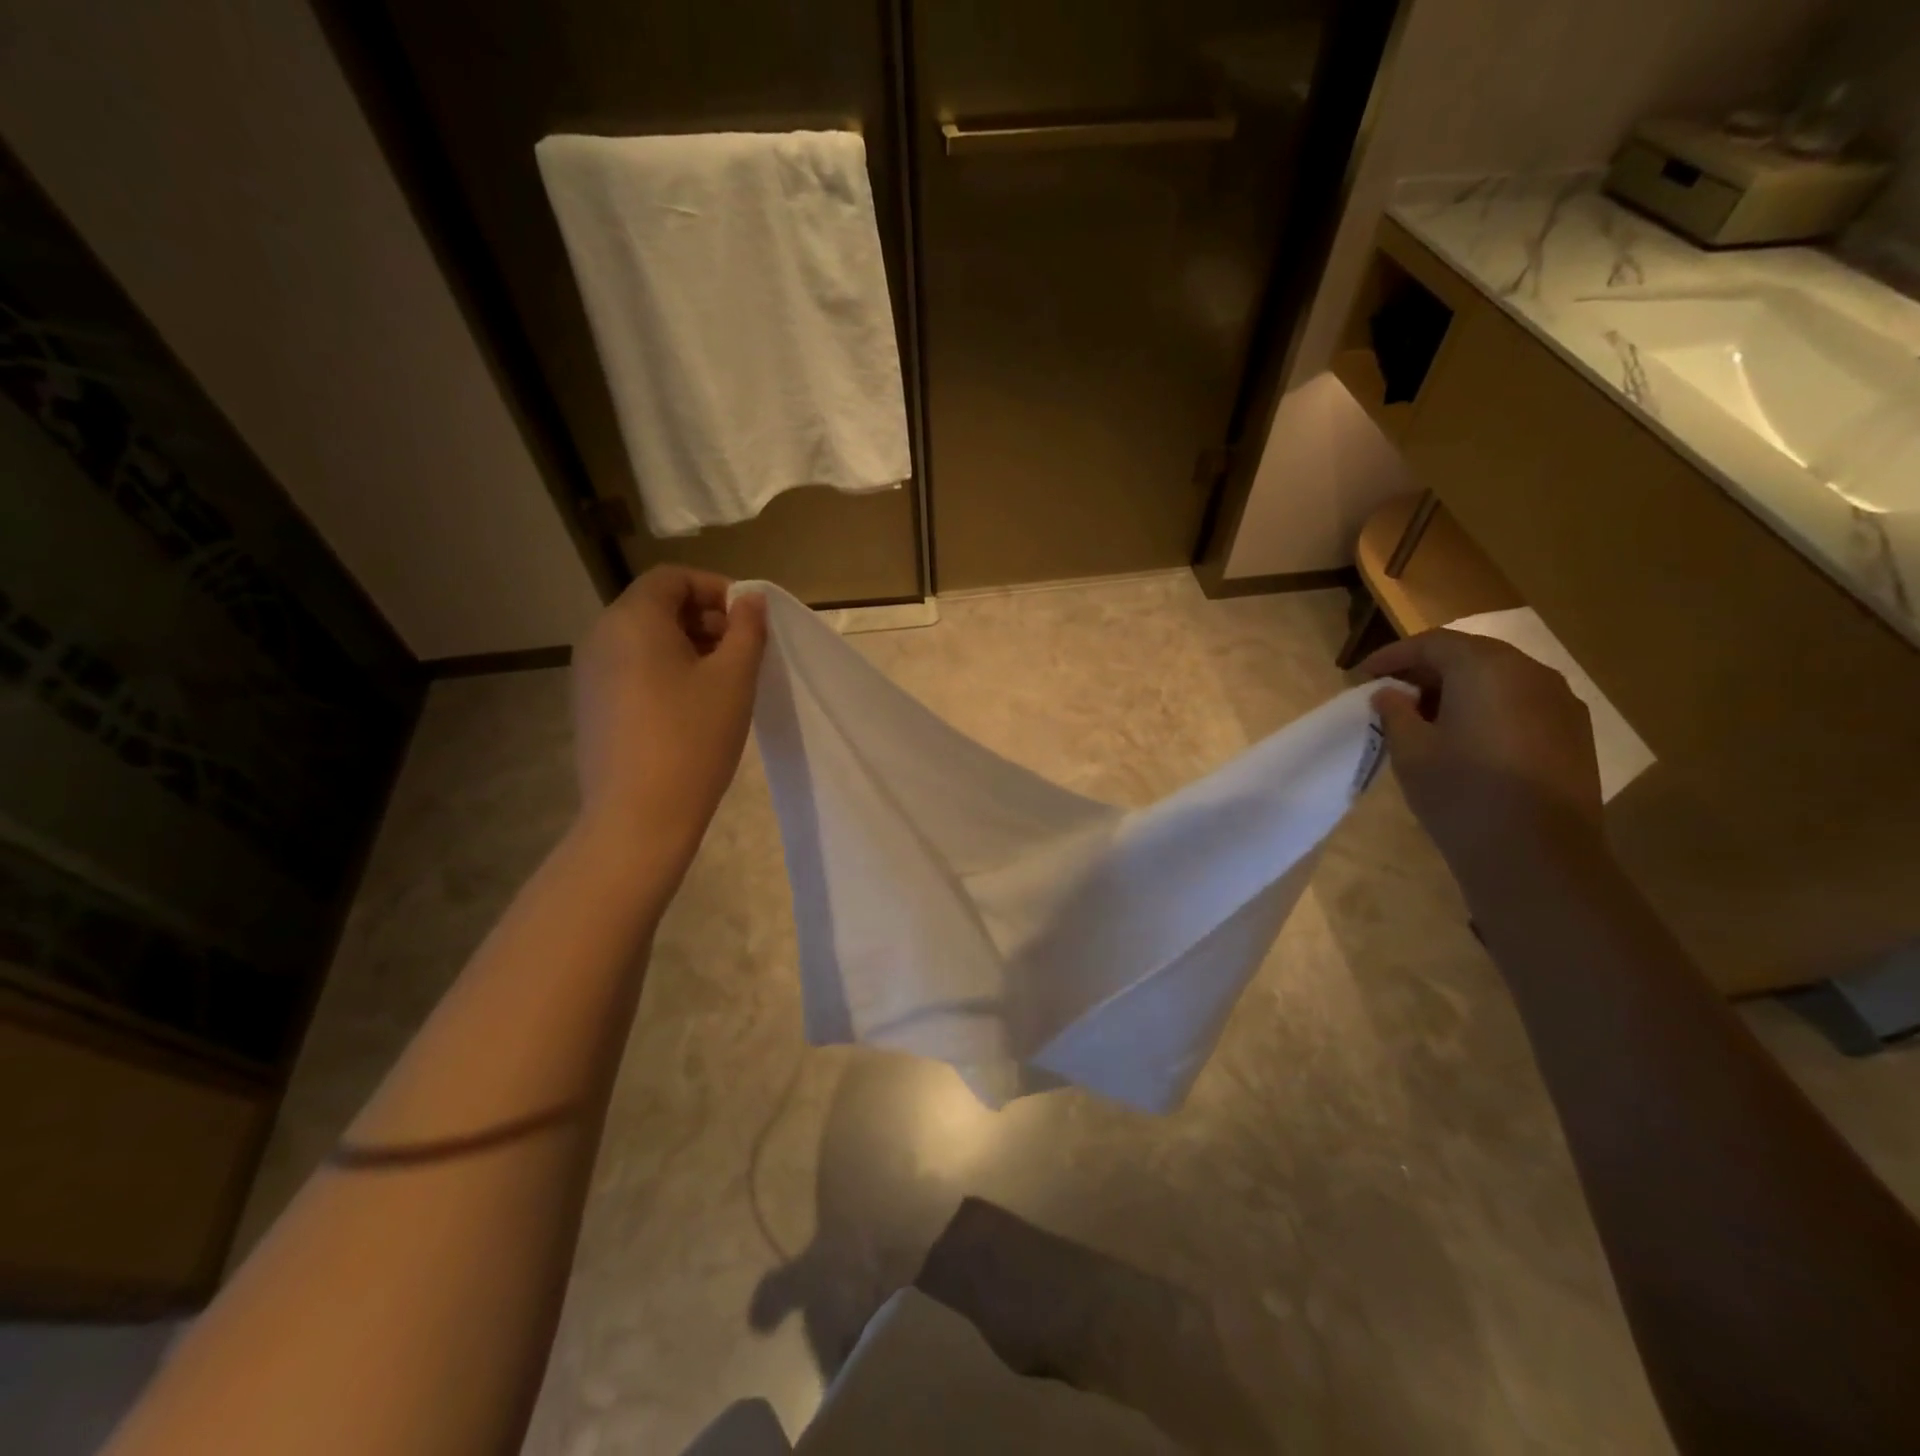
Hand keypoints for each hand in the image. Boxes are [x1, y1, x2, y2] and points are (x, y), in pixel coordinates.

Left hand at [571, 566, 766, 862]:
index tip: (748, 619)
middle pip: (655, 605)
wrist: (638, 816)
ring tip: (722, 681)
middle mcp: (600, 636)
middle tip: (742, 651)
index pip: (671, 577)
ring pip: (643, 639)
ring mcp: (589, 673)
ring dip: (686, 645)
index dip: (715, 588)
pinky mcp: (590, 705)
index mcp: (632, 620)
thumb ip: (747, 629)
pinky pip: (630, 668)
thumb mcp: (734, 679)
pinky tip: (691, 707)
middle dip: (703, 617)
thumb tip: (751, 599)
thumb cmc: (693, 738)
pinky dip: (664, 670)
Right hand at [1361, 629, 1602, 869]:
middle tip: (1392, 695)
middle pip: (1471, 655)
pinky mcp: (1575, 733)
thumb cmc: (1461, 793)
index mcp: (1486, 668)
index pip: (1433, 643)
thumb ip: (1395, 712)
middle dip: (1427, 670)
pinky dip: (1488, 708)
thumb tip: (1391, 695)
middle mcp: (1531, 673)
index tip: (1363, 677)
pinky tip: (1467, 739)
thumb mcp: (1410, 750)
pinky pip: (1522, 704)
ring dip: (1459, 689)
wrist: (1537, 855)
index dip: (1394, 656)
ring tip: (1426, 718)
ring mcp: (1561, 702)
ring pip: (1499, 679)